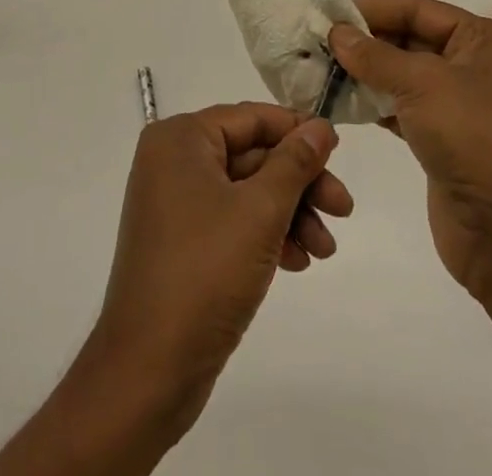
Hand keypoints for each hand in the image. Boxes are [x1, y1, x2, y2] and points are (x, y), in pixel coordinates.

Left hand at [86, 103, 352, 434]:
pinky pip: (234, 221)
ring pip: (248, 191)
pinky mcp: (183, 242)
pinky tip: (298, 262)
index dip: (297, 131)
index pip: (250, 118)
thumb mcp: (260, 211)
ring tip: (325, 249)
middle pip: (252, 155)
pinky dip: (267, 235)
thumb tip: (320, 125)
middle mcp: (174, 161)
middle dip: (300, 183)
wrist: (148, 373)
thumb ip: (294, 162)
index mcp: (181, 139)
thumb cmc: (204, 273)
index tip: (339, 150)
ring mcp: (176, 203)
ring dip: (291, 214)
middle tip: (344, 209)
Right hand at [329, 0, 491, 297]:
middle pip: (410, 39)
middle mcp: (474, 66)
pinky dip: (373, 102)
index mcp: (483, 40)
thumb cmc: (474, 138)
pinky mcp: (443, 141)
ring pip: (403, 75)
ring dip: (364, 72)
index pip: (418, 10)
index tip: (329, 12)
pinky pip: (401, 108)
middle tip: (318, 41)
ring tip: (320, 68)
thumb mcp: (422, 84)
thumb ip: (375, 55)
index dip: (373, 8)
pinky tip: (340, 101)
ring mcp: (459, 106)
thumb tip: (336, 32)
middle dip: (365, 40)